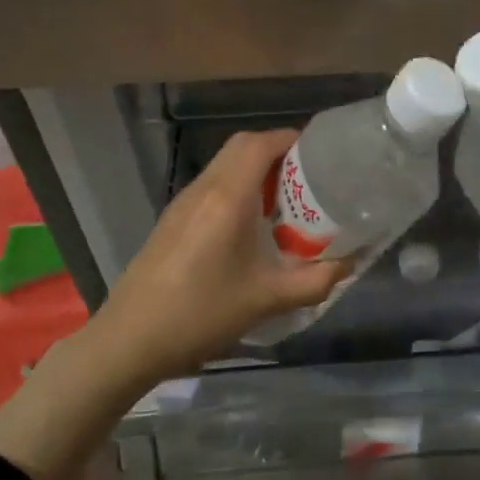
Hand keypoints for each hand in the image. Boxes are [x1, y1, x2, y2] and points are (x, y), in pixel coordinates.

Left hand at [89, 129, 350, 384]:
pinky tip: (252, 226)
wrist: (130, 340)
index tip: (323, 156)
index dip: (293, 139)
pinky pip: (212, 186)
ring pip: (224, 165)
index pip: (261, 144)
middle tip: (309, 178)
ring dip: (256, 170)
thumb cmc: (201, 315)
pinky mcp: (172, 220)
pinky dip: (238, 188)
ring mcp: (183, 202)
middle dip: (278, 151)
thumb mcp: (267, 300)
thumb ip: (315, 281)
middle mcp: (204, 189)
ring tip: (287, 201)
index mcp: (227, 198)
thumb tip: (349, 263)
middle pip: (242, 146)